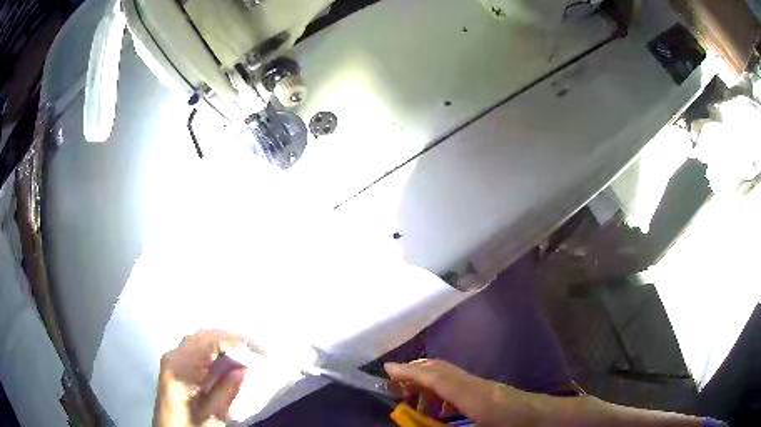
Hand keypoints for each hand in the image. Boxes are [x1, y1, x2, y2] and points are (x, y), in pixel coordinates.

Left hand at [153, 329, 255, 425]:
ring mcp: (172, 357)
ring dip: (223, 341)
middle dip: (233, 338)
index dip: (237, 342)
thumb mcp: (211, 415)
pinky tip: (226, 356)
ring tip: (246, 352)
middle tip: (257, 351)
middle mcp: (174, 356)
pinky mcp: (175, 363)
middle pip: (205, 335)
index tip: (260, 352)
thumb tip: (244, 369)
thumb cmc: (190, 425)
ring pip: (200, 337)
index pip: (210, 343)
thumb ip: (226, 392)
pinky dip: (213, 346)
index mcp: (181, 368)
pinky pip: (195, 345)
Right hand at [384, 360, 703, 426]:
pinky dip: (458, 403)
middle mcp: (497, 391)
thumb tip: (441, 421)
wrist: (596, 426)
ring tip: (423, 413)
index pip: (442, 376)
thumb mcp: (497, 423)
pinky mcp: (517, 401)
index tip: (387, 368)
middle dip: (420, 384)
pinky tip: (456, 419)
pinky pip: (478, 396)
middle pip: (449, 377)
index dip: (412, 371)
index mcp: (490, 401)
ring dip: (439, 396)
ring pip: (463, 387)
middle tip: (400, 400)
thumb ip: (463, 424)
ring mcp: (509, 394)